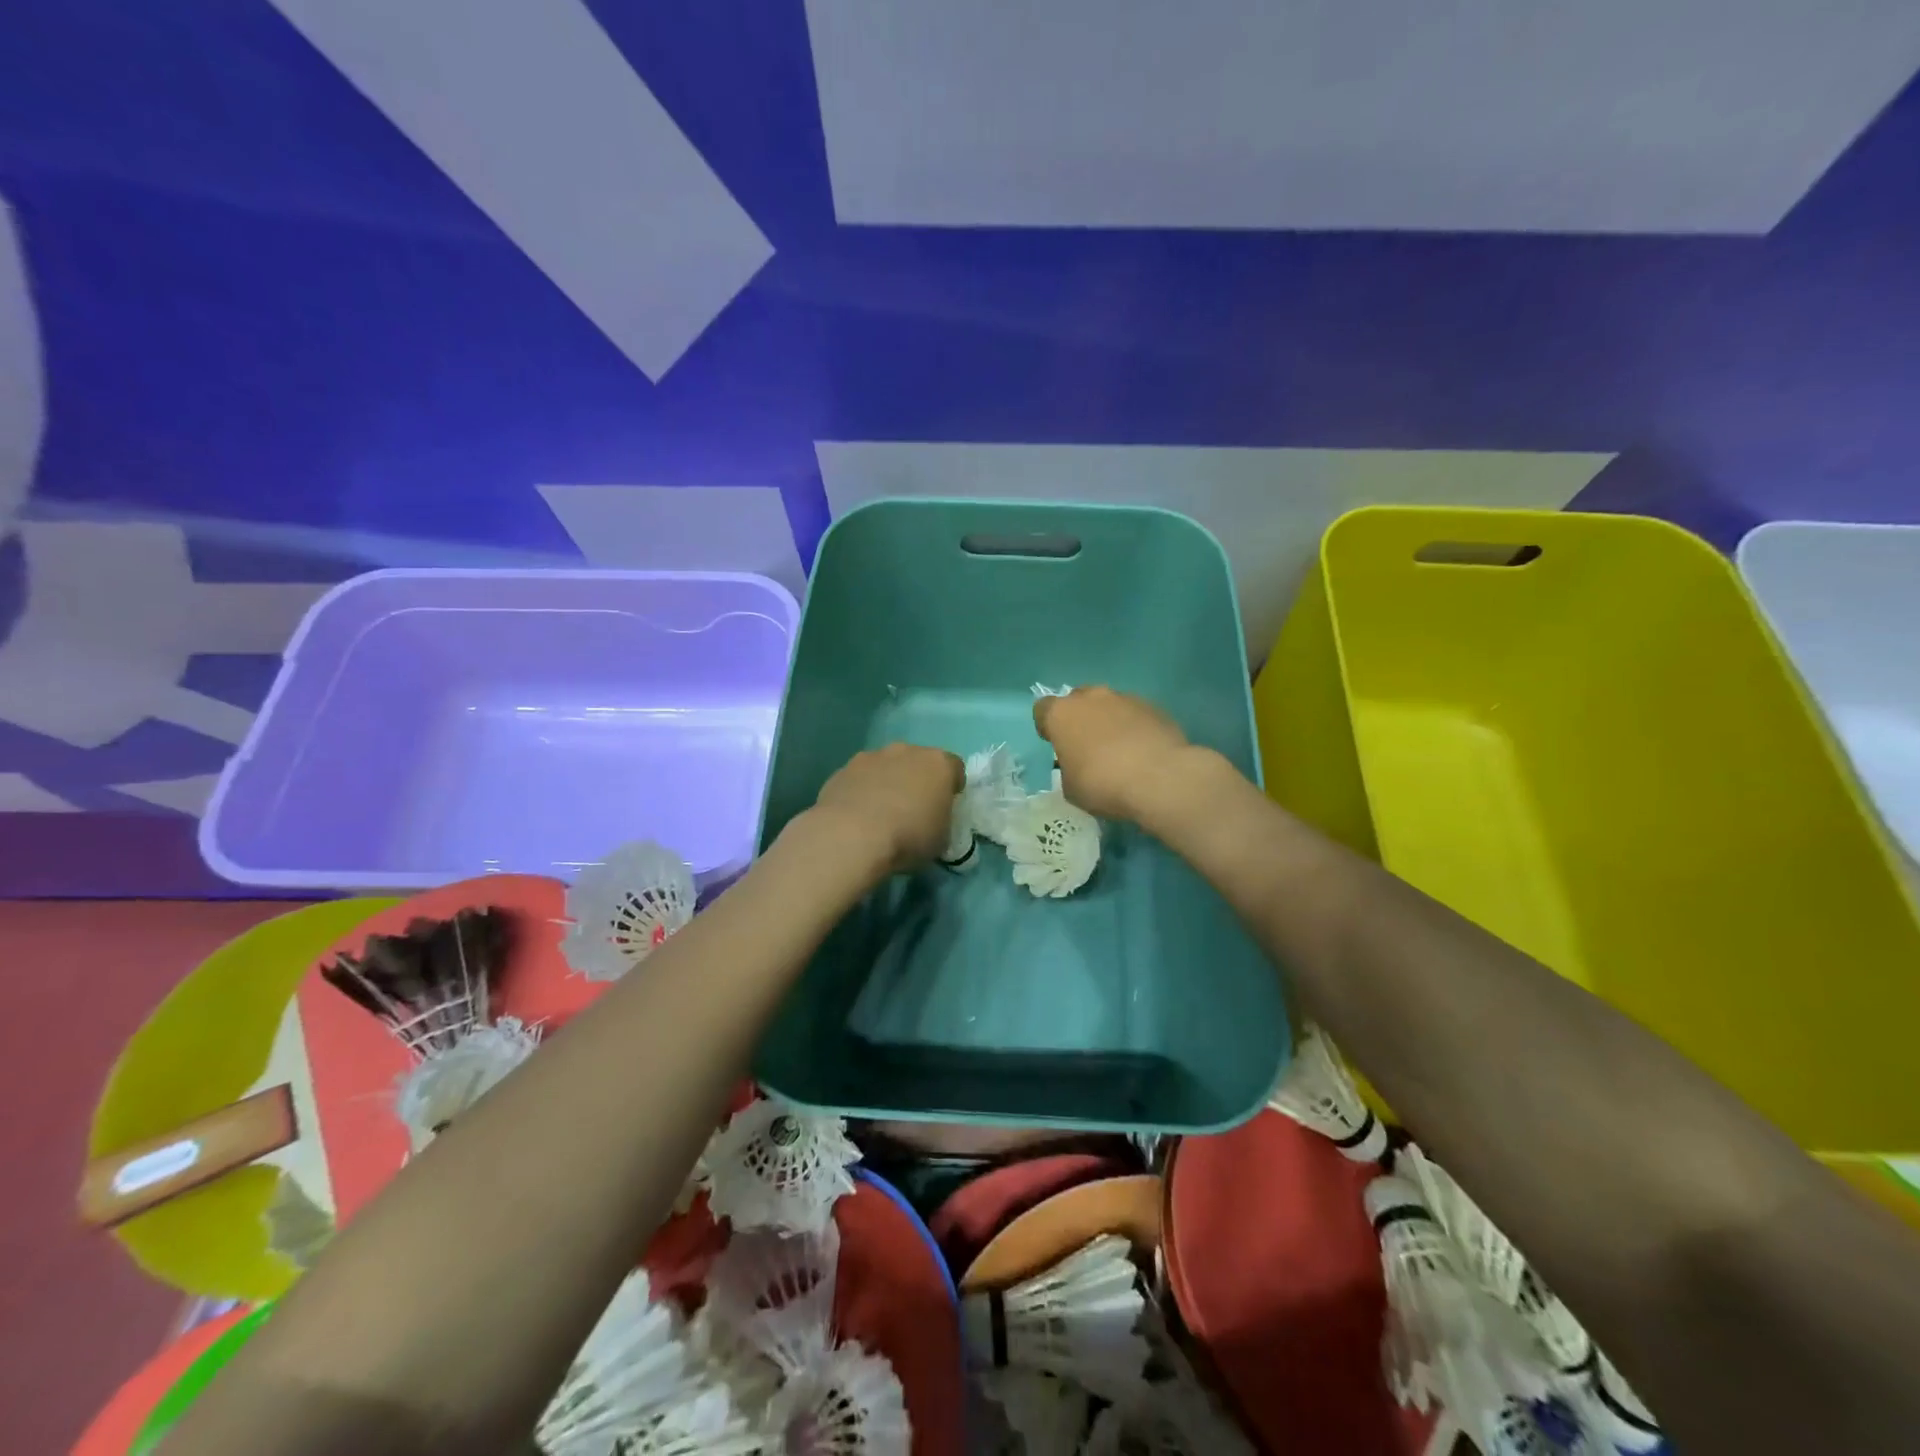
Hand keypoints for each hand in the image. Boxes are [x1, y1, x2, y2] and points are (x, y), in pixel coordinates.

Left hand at [808, 743, 964, 877]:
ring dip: (887, 783)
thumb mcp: (942, 840)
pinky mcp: (843, 770)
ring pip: (886, 767)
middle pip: (918, 762)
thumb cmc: (908, 837)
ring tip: (881, 814)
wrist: (851, 836)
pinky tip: (857, 817)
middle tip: (913, 810)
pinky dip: (861, 791)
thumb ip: (942, 823)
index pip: (955, 768)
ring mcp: (871, 757)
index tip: (945, 807)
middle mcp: (906, 751)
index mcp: (938, 764)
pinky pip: (859, 778)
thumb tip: (934, 823)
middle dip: (917, 781)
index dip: (952, 788)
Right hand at [1033, 686, 1195, 823]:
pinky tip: (1142, 751)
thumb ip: (1068, 769)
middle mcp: (1091, 697)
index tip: (1055, 744)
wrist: (1160, 778)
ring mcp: (1125, 698)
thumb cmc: (1102, 784)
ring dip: (1109, 721)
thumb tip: (1078, 766)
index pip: (1043, 709)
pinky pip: (1135, 714)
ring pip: (1109, 705)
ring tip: (1119, 750)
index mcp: (1062, 714)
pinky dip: (1135, 727)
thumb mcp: (1071, 788)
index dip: (1047, 726)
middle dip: (1080, 719)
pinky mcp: (1154, 707)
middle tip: (1087, 746)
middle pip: (1078, 700)